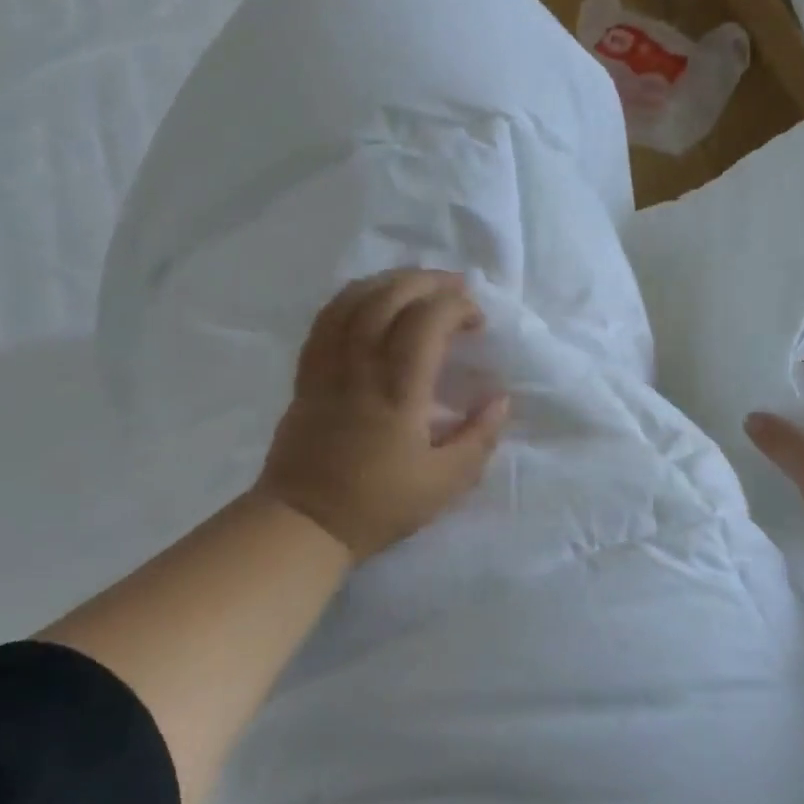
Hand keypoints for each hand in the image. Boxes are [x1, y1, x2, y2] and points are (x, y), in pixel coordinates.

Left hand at [254, 270, 509, 561]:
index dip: (456, 307)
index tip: (477, 321)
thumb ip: (479, 438)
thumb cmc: (378, 506)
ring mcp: (328, 367)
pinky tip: (369, 300)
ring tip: (417, 283)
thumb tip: (501, 399)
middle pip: (388, 298)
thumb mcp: (445, 483)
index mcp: (398, 393)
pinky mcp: (307, 375)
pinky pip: (325, 320)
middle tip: (455, 287)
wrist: (303, 523)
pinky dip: (352, 298)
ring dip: (389, 281)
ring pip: (353, 301)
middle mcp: (360, 368)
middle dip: (426, 281)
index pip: (425, 323)